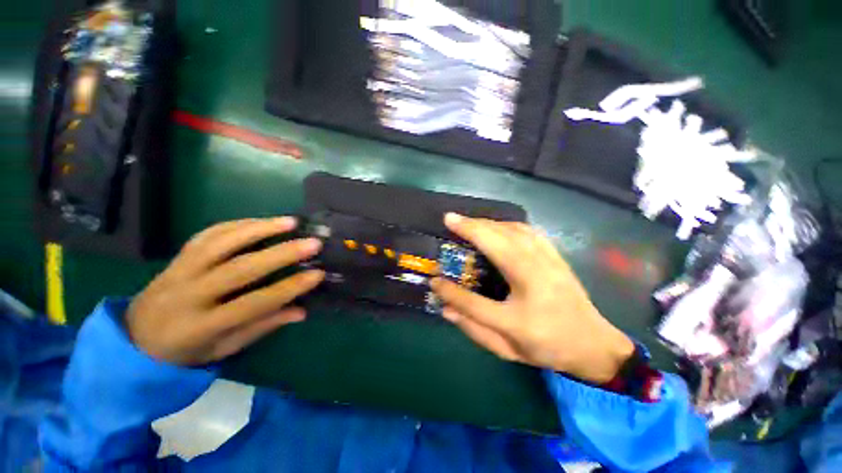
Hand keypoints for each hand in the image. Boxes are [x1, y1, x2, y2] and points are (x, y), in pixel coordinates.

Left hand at [126, 217, 324, 365]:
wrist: (135, 337)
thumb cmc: (185, 350)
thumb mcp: (224, 349)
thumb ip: (262, 327)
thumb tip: (301, 310)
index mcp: (200, 327)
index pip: (252, 304)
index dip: (288, 288)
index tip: (317, 275)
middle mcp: (187, 295)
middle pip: (239, 269)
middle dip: (281, 254)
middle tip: (312, 243)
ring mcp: (179, 271)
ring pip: (221, 243)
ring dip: (259, 228)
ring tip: (291, 222)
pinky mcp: (177, 257)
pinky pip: (208, 234)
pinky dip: (238, 224)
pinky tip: (261, 221)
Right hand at [430, 214, 633, 383]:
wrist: (594, 345)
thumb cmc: (548, 348)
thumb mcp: (508, 348)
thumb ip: (474, 327)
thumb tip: (445, 308)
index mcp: (522, 316)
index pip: (476, 301)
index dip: (452, 291)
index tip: (434, 280)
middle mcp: (535, 281)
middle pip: (498, 244)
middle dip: (471, 228)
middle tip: (450, 219)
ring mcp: (549, 263)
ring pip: (513, 231)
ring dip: (487, 222)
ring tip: (468, 222)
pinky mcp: (555, 255)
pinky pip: (528, 231)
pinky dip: (507, 224)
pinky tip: (497, 225)